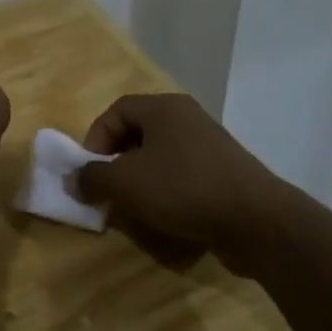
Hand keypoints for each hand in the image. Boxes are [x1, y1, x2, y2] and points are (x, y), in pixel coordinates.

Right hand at [75, 94, 292, 276]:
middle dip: (116, 162)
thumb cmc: (182, 189)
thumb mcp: (124, 183)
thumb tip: (74, 180)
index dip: (96, 138)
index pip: (116, 111)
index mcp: (164, 108)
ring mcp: (210, 146)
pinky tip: (164, 217)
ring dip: (140, 181)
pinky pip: (183, 177)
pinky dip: (166, 193)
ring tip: (133, 207)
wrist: (257, 222)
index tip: (90, 170)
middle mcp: (188, 119)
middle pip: (138, 133)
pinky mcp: (225, 174)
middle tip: (108, 189)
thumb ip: (91, 177)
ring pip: (160, 157)